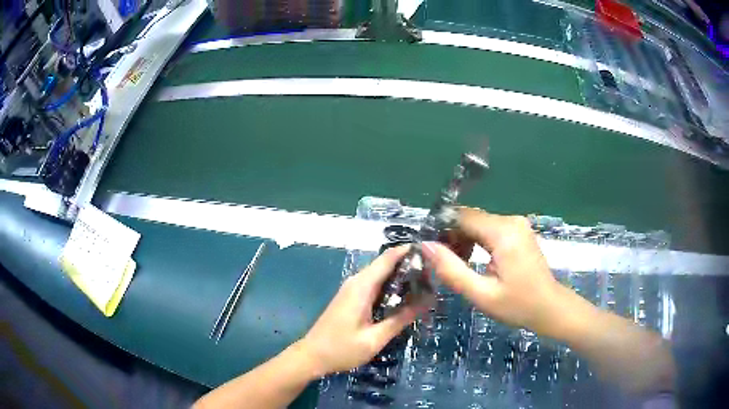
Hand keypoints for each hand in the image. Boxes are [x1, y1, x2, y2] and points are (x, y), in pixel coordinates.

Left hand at [298, 246, 422, 376]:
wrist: (311, 356)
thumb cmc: (342, 349)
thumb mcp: (375, 338)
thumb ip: (401, 319)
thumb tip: (427, 301)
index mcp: (362, 286)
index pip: (388, 258)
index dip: (409, 252)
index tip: (432, 256)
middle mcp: (356, 281)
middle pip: (386, 264)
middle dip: (409, 266)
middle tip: (434, 277)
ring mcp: (352, 289)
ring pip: (380, 274)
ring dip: (401, 278)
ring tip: (425, 286)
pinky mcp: (351, 297)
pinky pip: (374, 284)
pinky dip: (390, 287)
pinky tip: (404, 298)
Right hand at [422, 208, 570, 338]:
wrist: (549, 308)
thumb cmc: (518, 305)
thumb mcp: (481, 294)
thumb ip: (452, 270)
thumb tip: (425, 245)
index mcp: (503, 233)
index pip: (462, 216)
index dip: (441, 229)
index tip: (429, 249)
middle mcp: (510, 220)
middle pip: (470, 218)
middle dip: (451, 236)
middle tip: (442, 263)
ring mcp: (516, 224)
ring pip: (478, 223)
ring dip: (463, 240)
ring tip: (458, 265)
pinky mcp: (518, 231)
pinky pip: (489, 229)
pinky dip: (476, 241)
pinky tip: (473, 260)